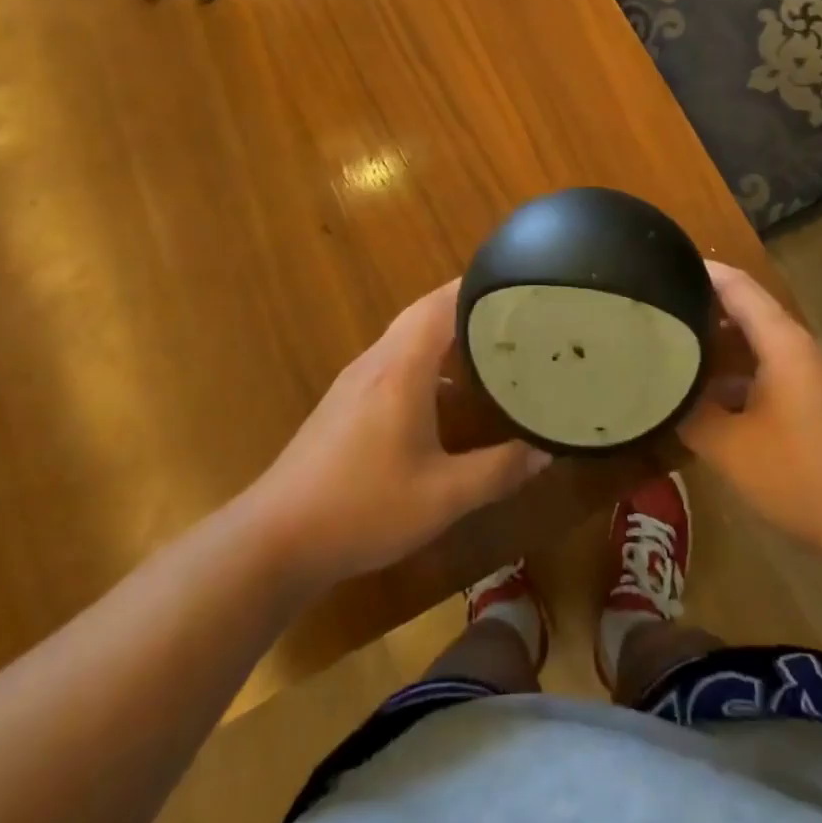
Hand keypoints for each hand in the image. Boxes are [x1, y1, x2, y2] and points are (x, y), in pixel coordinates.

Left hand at [254, 281, 549, 588]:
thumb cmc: (362, 508)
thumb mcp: (442, 497)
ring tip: (490, 344)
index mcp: (402, 367)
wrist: (274, 539)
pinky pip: (395, 358)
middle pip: (425, 311)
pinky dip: (427, 358)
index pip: (442, 303)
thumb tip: (547, 451)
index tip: (518, 283)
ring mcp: (357, 379)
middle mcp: (378, 360)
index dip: (479, 286)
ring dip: (446, 331)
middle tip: (514, 311)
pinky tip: (447, 393)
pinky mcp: (346, 400)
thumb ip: (499, 471)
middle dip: (468, 304)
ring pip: (408, 335)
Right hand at [681, 263, 821, 552]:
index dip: (698, 271)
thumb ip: (690, 413)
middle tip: (653, 312)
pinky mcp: (810, 402)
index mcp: (780, 340)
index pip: (735, 284)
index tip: (655, 268)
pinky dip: (732, 373)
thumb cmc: (801, 473)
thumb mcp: (730, 446)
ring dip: (715, 343)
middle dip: (699, 306)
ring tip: (669, 349)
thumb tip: (661, 393)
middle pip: (743, 309)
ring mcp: (806, 375)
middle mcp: (795, 347)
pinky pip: (763, 370)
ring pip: (753, 343)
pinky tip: (704, 397)